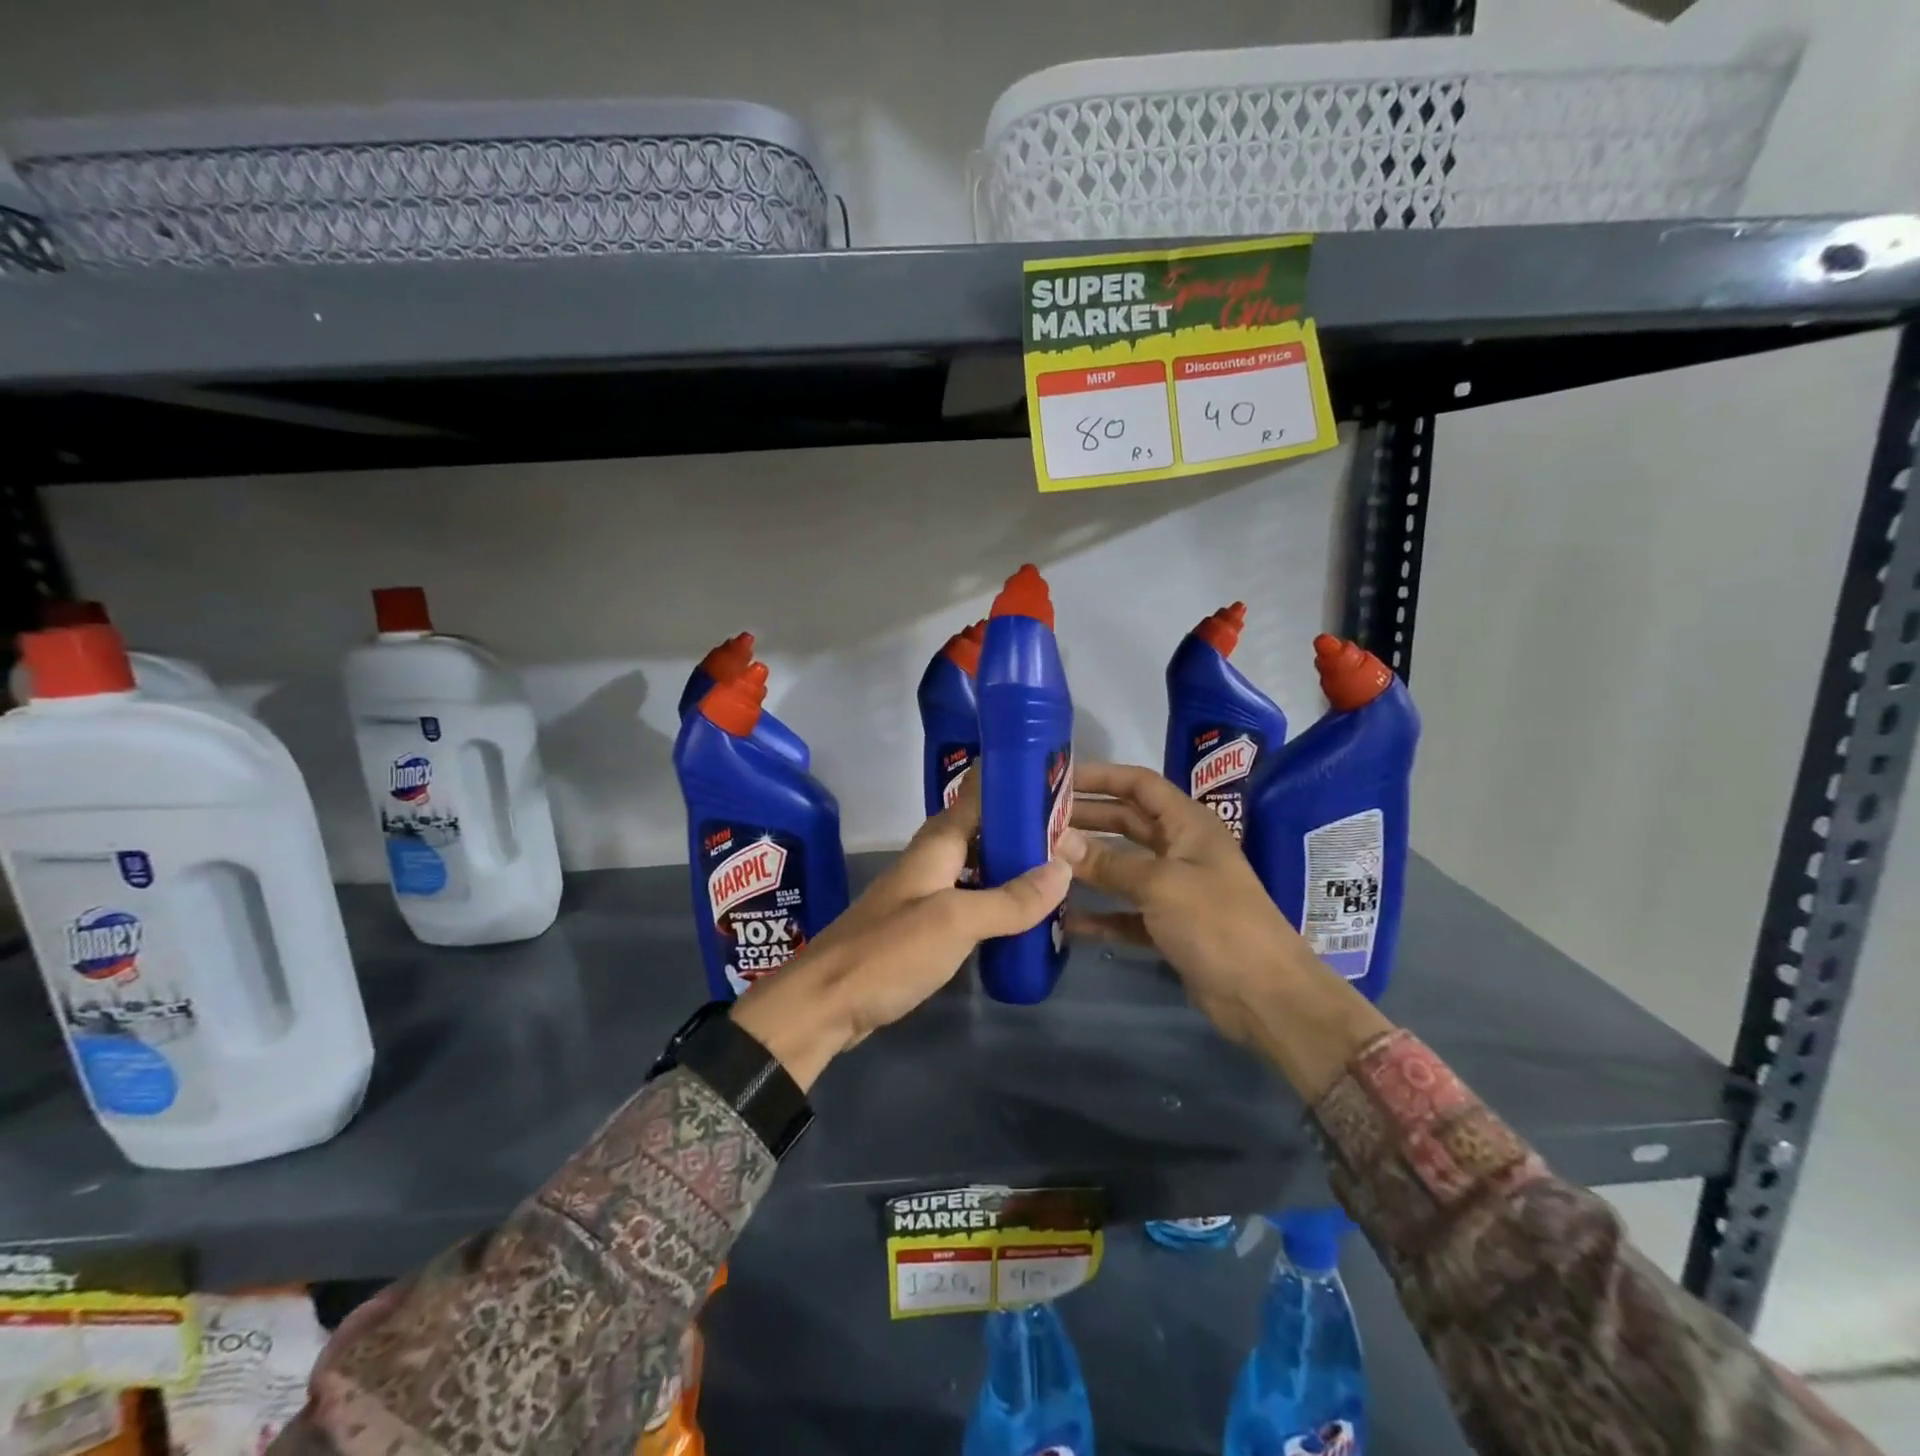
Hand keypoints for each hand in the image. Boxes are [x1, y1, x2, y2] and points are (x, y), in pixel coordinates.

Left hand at [731, 770, 1071, 1090]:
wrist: (824, 1005)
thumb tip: (1062, 868)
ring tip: (1055, 874)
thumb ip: (1009, 899)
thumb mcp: (956, 922)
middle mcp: (928, 863)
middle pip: (979, 833)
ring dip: (1009, 868)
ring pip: (974, 869)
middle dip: (1019, 830)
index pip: (976, 798)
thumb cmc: (889, 953)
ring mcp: (921, 897)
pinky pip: (966, 903)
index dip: (1011, 784)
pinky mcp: (919, 930)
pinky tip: (1017, 918)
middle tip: (1070, 834)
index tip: (1054, 780)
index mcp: (935, 846)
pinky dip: (993, 903)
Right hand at [1058, 762, 1388, 1100]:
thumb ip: (1107, 862)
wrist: (1264, 995)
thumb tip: (1057, 840)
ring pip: (1122, 867)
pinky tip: (1066, 919)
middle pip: (1126, 823)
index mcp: (1188, 824)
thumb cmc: (1217, 923)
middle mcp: (1180, 849)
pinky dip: (1100, 913)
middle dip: (1086, 819)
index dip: (1101, 778)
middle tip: (1040, 821)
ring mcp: (1174, 889)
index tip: (1059, 780)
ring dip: (1087, 864)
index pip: (1139, 784)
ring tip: (1043, 861)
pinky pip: (1125, 912)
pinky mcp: (1169, 926)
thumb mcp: (1160, 884)